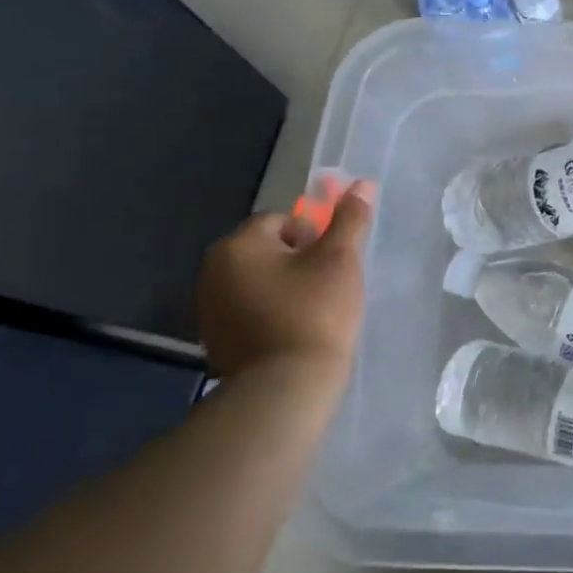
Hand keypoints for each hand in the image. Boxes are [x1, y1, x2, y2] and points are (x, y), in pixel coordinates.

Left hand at [197, 180, 375, 378]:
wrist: (286, 388)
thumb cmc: (315, 314)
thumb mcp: (341, 260)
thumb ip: (350, 220)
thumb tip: (362, 184)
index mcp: (238, 245)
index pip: (281, 221)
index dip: (313, 237)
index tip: (332, 265)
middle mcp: (213, 271)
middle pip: (267, 250)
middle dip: (298, 263)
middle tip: (328, 287)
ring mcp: (210, 309)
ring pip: (259, 282)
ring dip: (285, 289)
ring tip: (315, 313)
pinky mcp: (217, 340)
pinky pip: (250, 311)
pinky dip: (272, 315)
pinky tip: (295, 334)